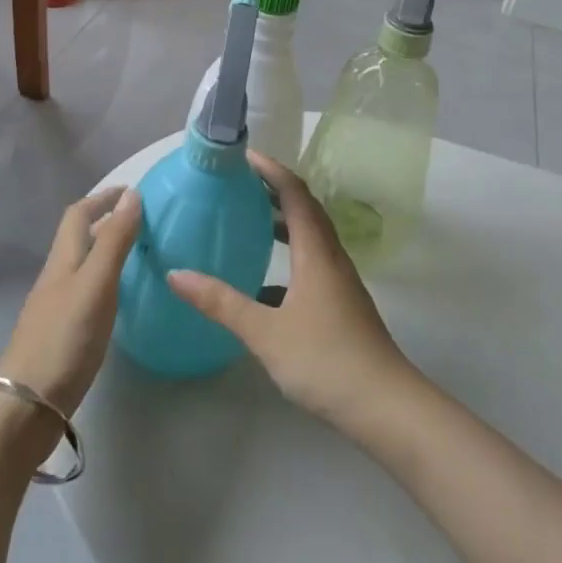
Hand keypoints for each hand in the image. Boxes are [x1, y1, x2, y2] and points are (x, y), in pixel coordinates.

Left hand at [0, 187, 141, 419]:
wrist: (25, 406)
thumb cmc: (64, 337)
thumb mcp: (96, 284)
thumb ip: (114, 240)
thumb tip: (132, 194)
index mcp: (63, 260)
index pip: (79, 214)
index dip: (102, 198)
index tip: (131, 191)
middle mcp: (56, 277)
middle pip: (78, 238)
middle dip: (105, 221)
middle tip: (141, 220)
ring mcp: (55, 307)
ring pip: (81, 266)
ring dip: (105, 251)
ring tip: (137, 253)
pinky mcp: (60, 334)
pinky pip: (84, 292)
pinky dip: (104, 281)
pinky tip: (118, 298)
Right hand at [168, 153, 413, 429]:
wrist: (385, 406)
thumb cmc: (325, 360)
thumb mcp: (265, 332)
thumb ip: (221, 302)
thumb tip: (176, 274)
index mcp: (316, 252)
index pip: (294, 193)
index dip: (270, 170)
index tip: (243, 156)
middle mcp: (331, 257)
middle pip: (305, 208)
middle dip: (275, 189)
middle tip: (240, 182)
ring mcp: (340, 281)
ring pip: (310, 236)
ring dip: (283, 220)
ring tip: (250, 219)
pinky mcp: (341, 304)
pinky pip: (312, 262)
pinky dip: (288, 256)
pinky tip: (264, 283)